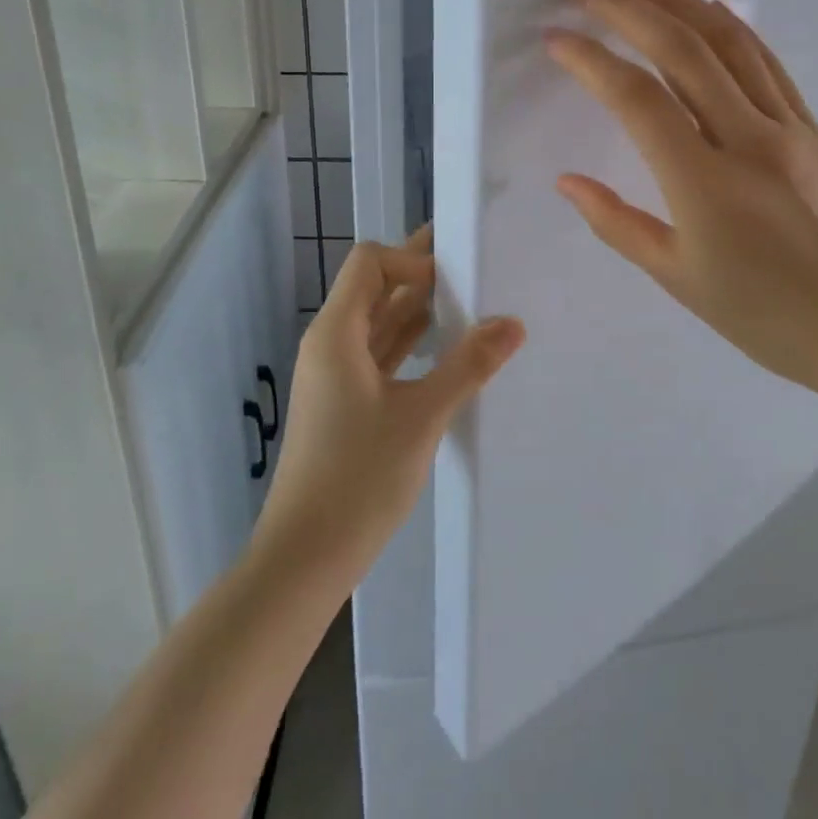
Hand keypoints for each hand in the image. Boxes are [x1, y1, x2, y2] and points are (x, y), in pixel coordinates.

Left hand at [252, 227, 523, 592]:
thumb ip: (468, 366)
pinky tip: (445, 348)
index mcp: (337, 333)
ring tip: (469, 300)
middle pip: (375, 287)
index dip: (410, 260)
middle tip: (471, 262)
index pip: (369, 263)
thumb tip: (513, 324)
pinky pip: (380, 353)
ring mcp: (336, 374)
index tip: (454, 279)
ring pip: (380, 322)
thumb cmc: (358, 478)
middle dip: (420, 274)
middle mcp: (331, 343)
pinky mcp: (346, 402)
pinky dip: (411, 342)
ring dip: (418, 309)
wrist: (305, 557)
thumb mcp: (421, 417)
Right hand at [545, 0, 817, 399]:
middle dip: (632, 13)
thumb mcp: (677, 278)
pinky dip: (733, 28)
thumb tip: (566, 181)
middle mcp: (747, 140)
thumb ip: (616, 224)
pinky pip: (767, 62)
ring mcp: (787, 127)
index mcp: (705, 185)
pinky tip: (708, 8)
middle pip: (683, 53)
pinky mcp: (811, 127)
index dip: (592, 62)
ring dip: (681, 3)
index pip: (637, 101)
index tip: (558, 39)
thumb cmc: (763, 315)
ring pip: (730, 44)